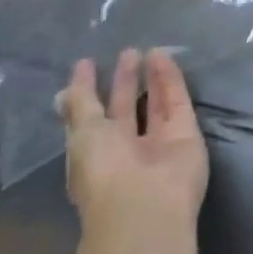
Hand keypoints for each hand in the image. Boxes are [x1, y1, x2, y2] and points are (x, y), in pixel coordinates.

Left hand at [58, 48, 208, 245]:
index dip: (89, 92)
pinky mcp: (187, 134)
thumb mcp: (82, 133)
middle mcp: (127, 150)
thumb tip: (66, 87)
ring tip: (149, 49)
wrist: (148, 204)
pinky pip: (177, 101)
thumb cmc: (104, 170)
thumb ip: (79, 105)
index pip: (92, 118)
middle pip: (125, 110)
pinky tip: (162, 56)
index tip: (88, 64)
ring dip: (151, 77)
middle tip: (128, 52)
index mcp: (95, 155)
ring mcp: (159, 143)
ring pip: (155, 104)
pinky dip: (170, 79)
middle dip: (125, 82)